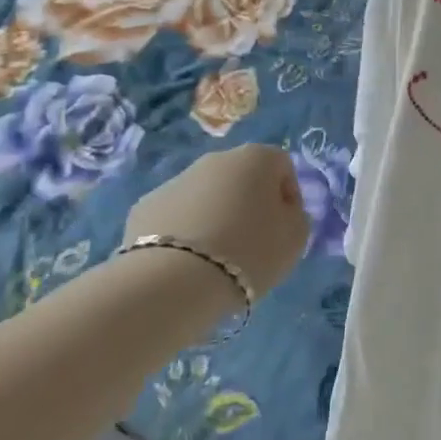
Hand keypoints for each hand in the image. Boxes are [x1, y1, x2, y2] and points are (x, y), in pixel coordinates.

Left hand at [122, 146, 309, 301]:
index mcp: (255, 158)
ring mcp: (175, 180)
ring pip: (206, 195)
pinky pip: (176, 216)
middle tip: (252, 243)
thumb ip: (295, 216)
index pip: (282, 166)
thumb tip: (280, 211)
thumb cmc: (249, 252)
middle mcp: (215, 159)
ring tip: (216, 258)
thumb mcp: (295, 238)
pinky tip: (186, 263)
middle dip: (249, 204)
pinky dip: (184, 232)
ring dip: (216, 216)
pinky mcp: (144, 206)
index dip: (289, 196)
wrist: (173, 281)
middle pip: (241, 177)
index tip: (285, 227)